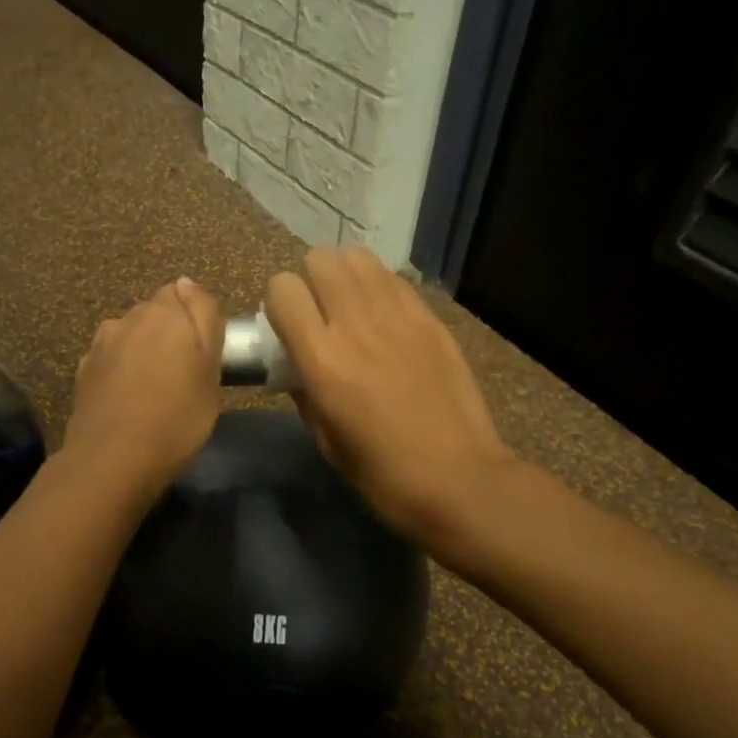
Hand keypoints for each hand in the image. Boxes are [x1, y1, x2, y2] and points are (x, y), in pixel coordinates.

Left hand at [63, 277, 225, 500]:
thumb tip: (187, 283)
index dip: (196, 319)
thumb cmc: (177, 417)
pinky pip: (110, 359)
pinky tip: (127, 397)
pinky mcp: (83, 371)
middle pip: (155, 313)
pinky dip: (120, 370)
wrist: (113, 460)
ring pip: (130, 335)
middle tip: (184, 373)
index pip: (184, 293)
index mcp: (164, 312)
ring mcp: (100, 344)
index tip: (204, 351)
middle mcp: (128, 317)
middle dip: (168, 332)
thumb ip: (203, 319)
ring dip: (142, 349)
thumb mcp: (211, 371)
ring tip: (153, 387)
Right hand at [265, 248, 514, 540]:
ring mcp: (399, 316)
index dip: (278, 303)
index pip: (282, 289)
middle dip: (311, 280)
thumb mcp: (325, 440)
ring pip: (359, 258)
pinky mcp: (431, 318)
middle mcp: (356, 324)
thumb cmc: (382, 473)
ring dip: (345, 275)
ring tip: (351, 306)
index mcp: (322, 359)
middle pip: (320, 259)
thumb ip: (303, 391)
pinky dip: (379, 287)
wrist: (458, 478)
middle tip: (319, 311)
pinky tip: (385, 317)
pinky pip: (394, 279)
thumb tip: (296, 365)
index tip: (286, 325)